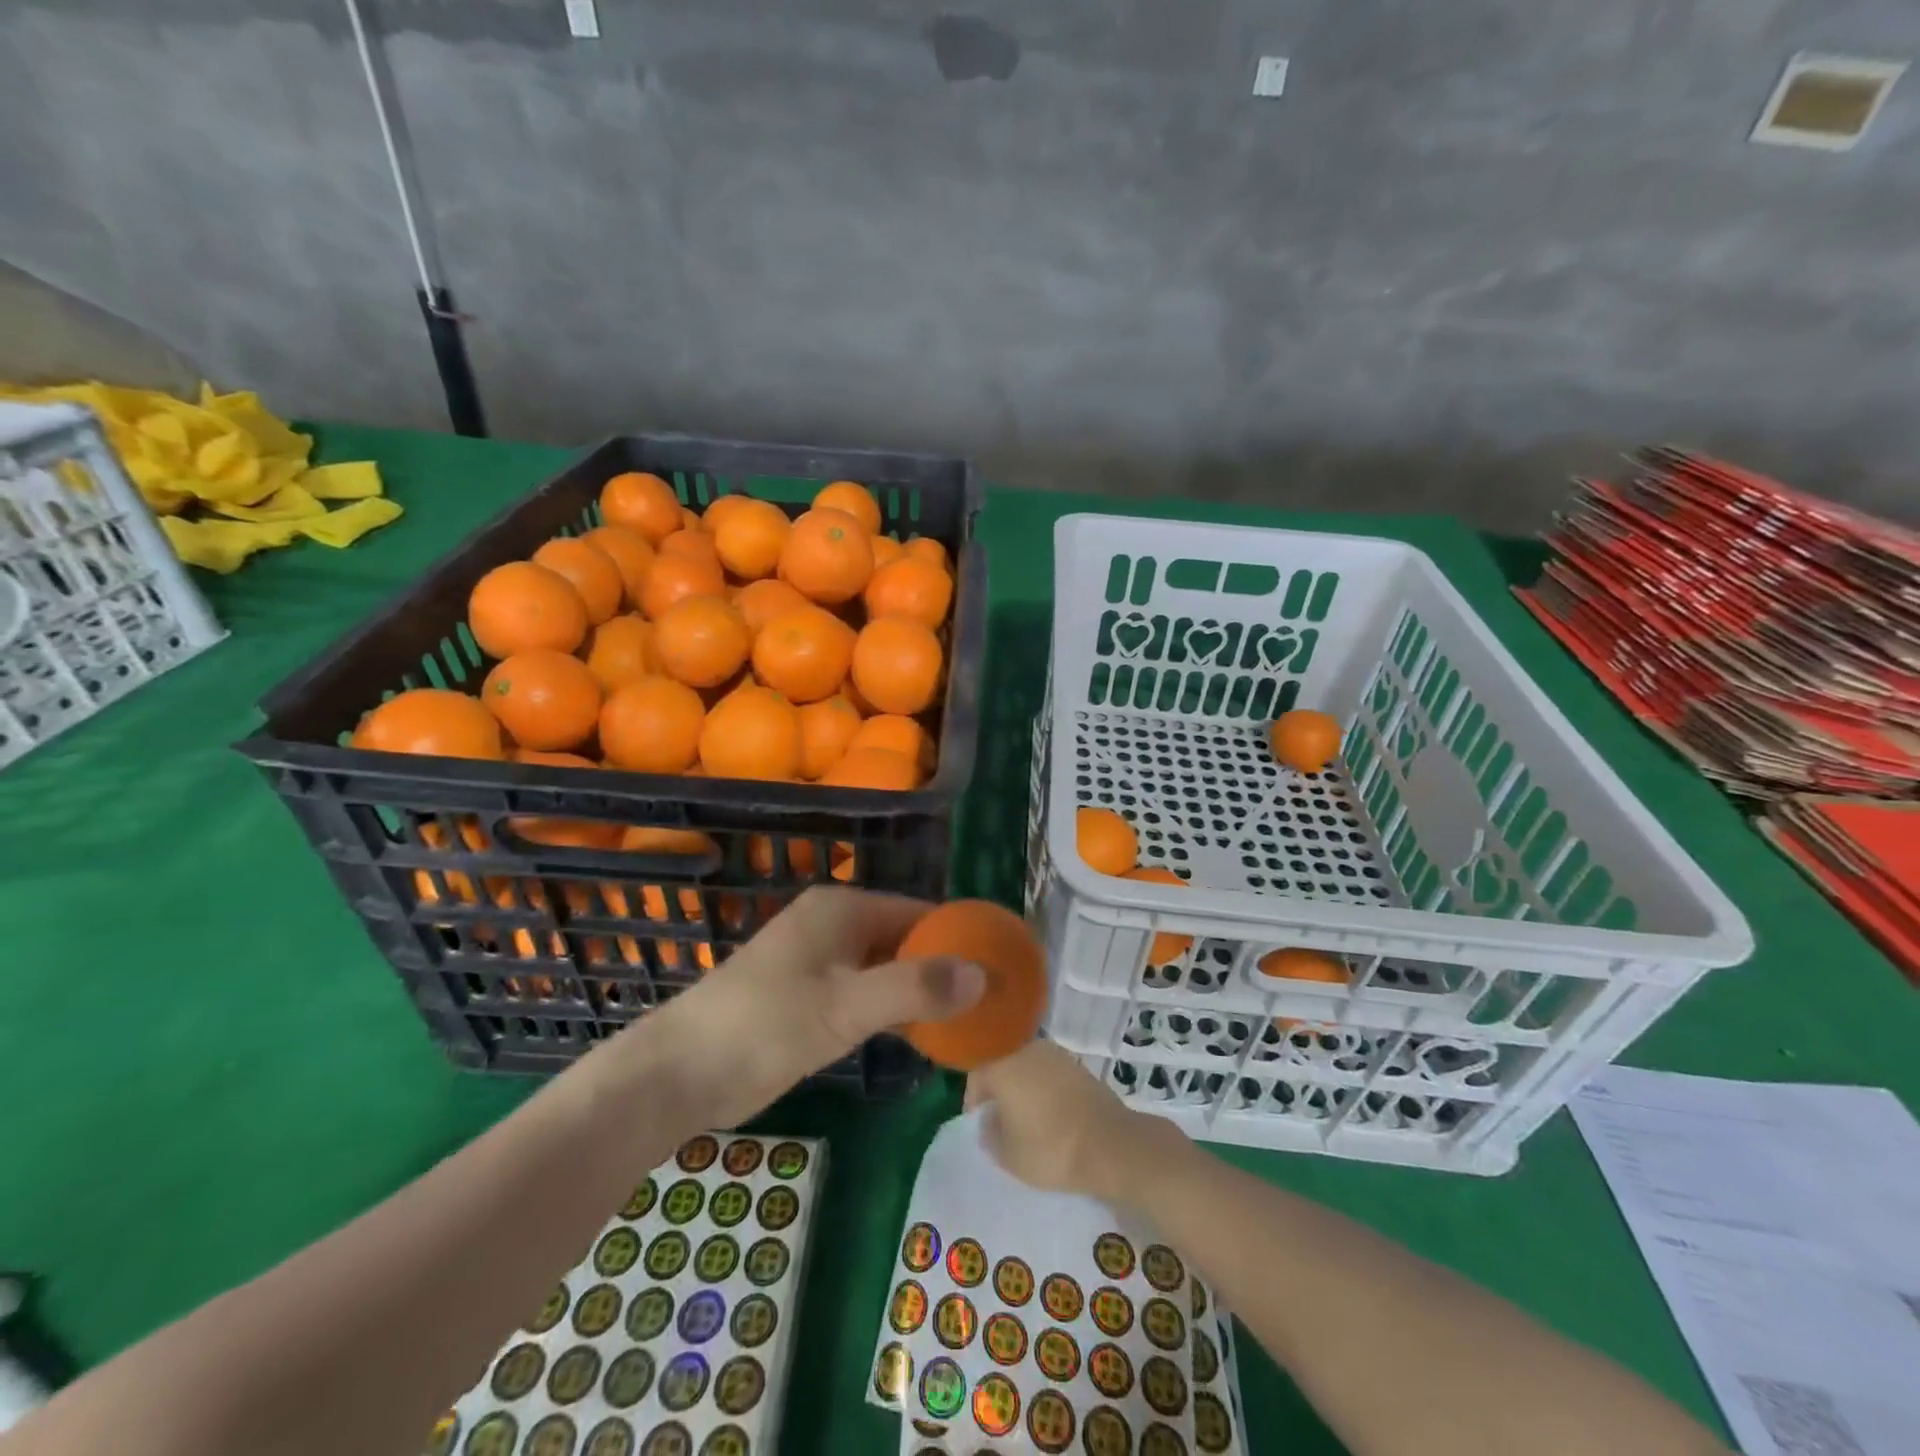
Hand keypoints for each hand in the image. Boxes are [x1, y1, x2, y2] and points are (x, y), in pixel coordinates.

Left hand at [638, 887, 984, 1126]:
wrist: (679, 1073)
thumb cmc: (764, 1026)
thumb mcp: (846, 1007)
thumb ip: (915, 987)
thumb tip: (983, 973)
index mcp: (844, 909)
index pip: (921, 912)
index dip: (961, 938)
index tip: (1000, 970)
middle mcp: (835, 924)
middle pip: (906, 939)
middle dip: (945, 969)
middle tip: (989, 1005)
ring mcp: (819, 960)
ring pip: (887, 968)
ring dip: (920, 992)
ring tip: (967, 1022)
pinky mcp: (809, 994)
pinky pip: (866, 992)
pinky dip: (893, 1009)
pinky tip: (921, 1036)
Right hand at [965, 1040, 1183, 1206]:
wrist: (1110, 1144)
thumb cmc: (1050, 1149)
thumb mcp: (1008, 1156)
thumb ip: (990, 1134)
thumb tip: (990, 1120)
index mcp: (1003, 1066)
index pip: (977, 1076)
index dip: (974, 1101)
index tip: (979, 1124)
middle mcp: (1027, 1050)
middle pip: (1003, 1066)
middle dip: (1000, 1091)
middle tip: (1002, 1122)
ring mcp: (1056, 1055)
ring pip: (1029, 1069)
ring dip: (1024, 1089)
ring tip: (1029, 1120)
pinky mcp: (1079, 1066)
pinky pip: (1051, 1075)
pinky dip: (1046, 1091)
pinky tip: (1053, 1115)